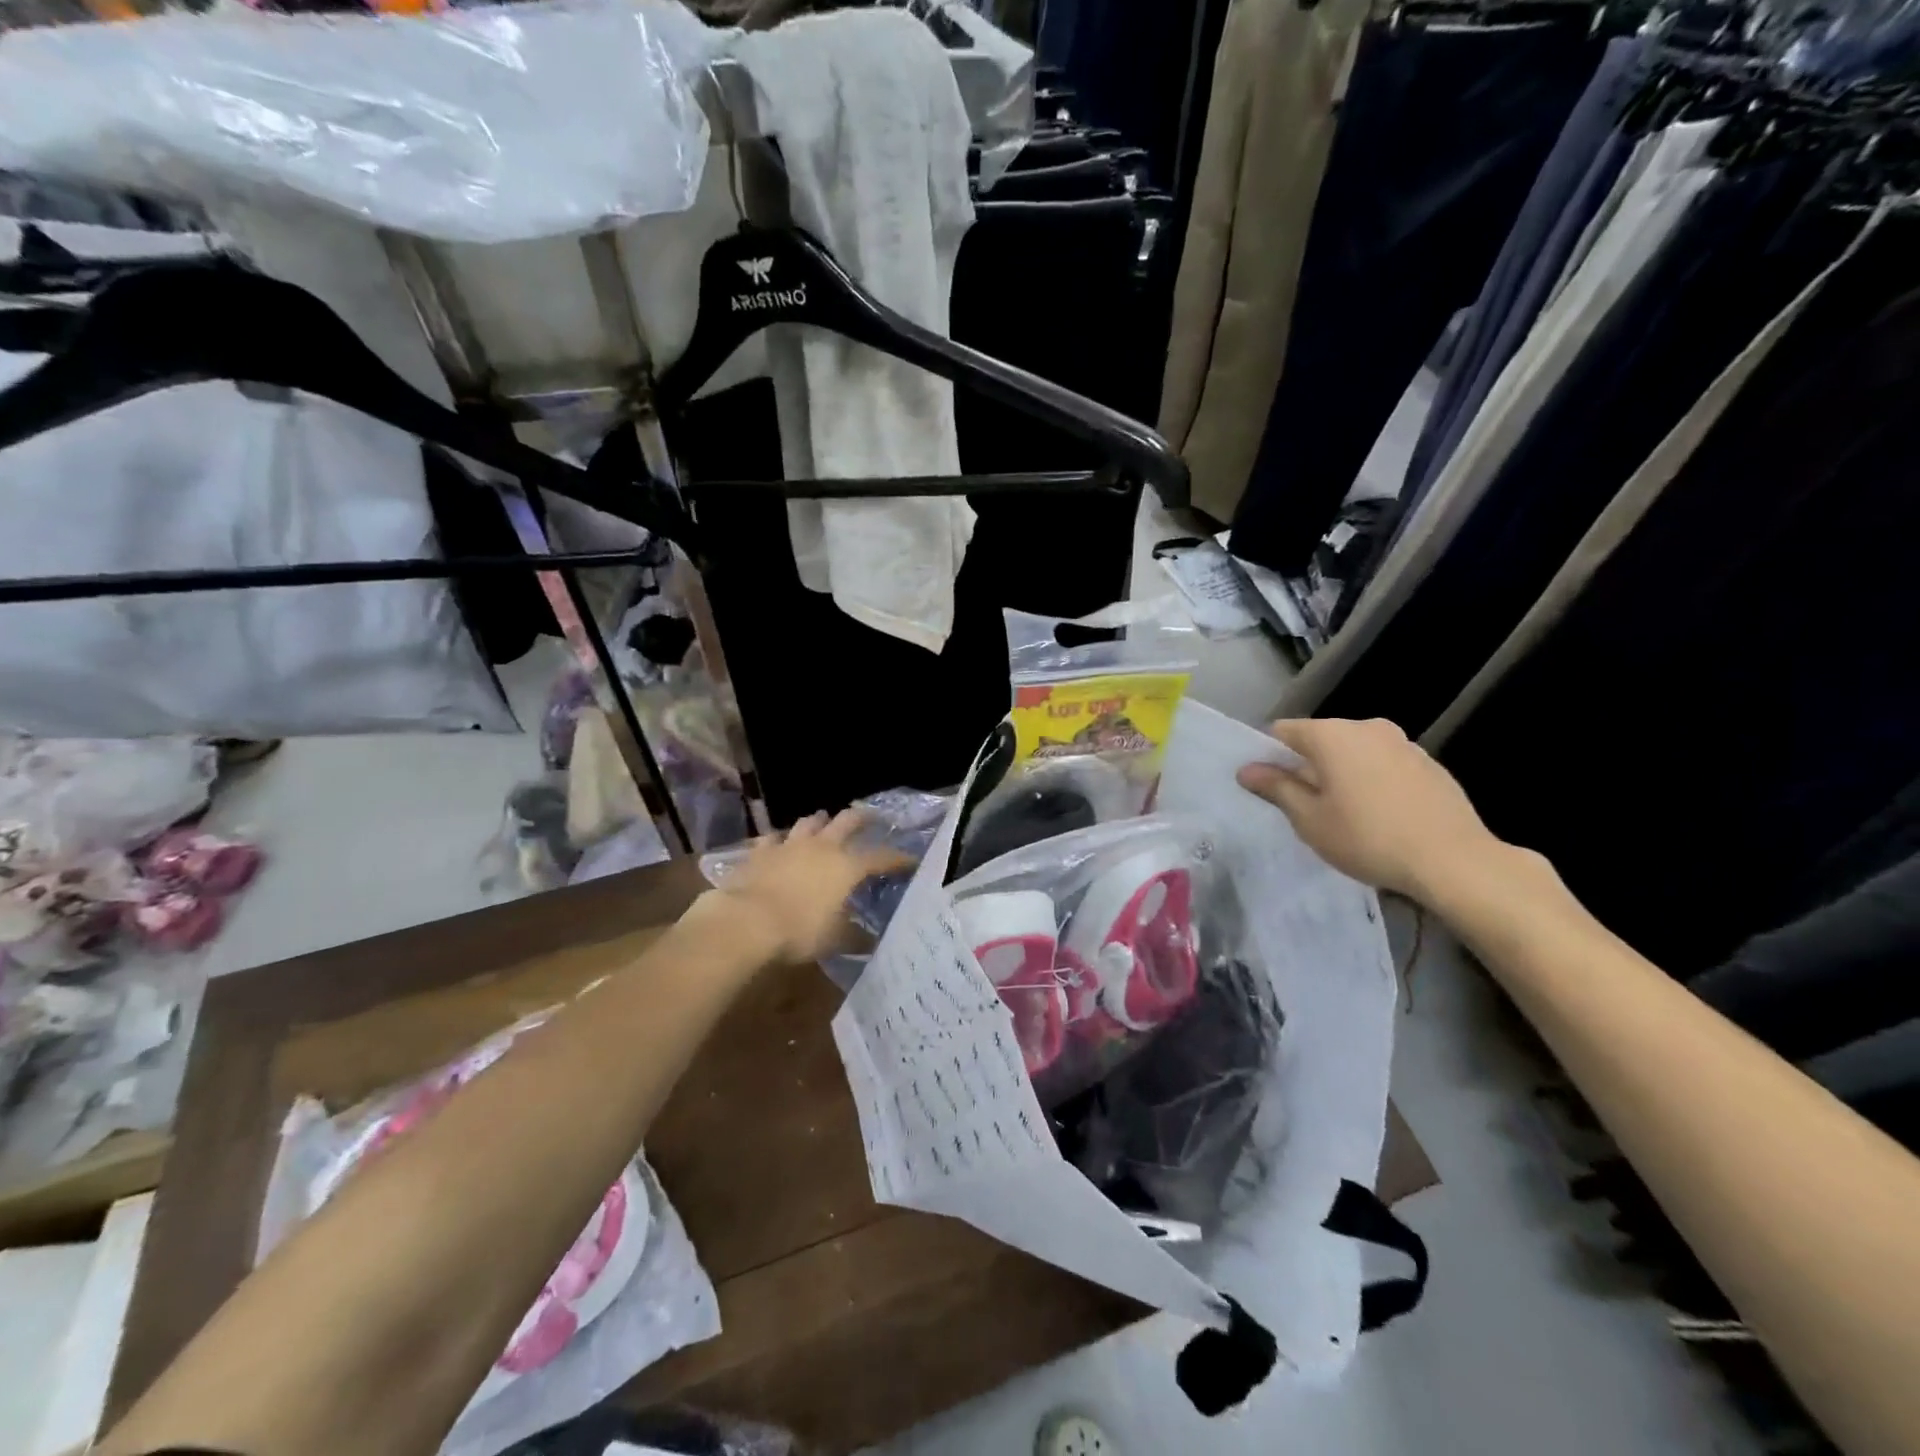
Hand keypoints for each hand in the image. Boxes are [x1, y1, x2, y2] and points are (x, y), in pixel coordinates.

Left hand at [697, 810, 913, 963]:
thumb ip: (855, 937)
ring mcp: (790, 845)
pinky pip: (773, 838)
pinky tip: (779, 843)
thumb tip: (871, 941)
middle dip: (862, 818)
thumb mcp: (834, 940)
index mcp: (847, 866)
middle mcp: (823, 847)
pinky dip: (780, 840)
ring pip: (810, 822)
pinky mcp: (761, 851)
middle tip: (870, 817)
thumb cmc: (799, 931)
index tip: (910, 860)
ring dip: (820, 821)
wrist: (746, 921)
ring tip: (824, 820)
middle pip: (847, 821)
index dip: (898, 858)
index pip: (881, 857)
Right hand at [1236, 718, 1505, 899]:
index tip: (1270, 788)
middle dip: (1308, 766)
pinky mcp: (1430, 763)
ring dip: (1342, 774)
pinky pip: (1385, 765)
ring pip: (1355, 752)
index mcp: (1332, 734)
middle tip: (1305, 807)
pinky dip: (1373, 781)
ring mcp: (1403, 743)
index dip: (1269, 757)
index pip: (1283, 731)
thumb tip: (1247, 769)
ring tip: (1346, 815)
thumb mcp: (1309, 819)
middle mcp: (1367, 727)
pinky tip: (1381, 817)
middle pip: (1321, 740)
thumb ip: (1276, 788)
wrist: (1454, 861)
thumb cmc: (1367, 838)